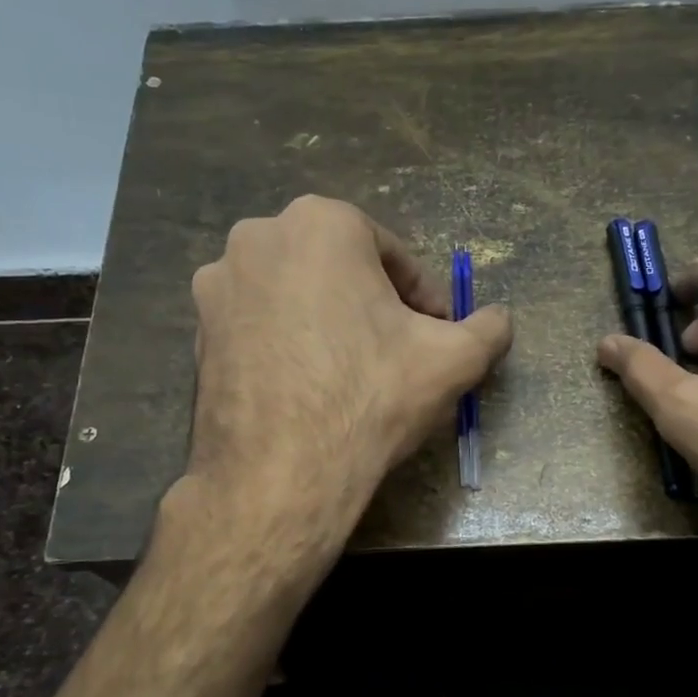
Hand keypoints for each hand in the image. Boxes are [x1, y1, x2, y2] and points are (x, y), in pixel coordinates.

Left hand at [185, 196, 512, 534]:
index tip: (437, 334)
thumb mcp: (453, 361)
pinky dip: (290, 344)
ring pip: (298, 296)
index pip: (393, 255)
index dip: (423, 298)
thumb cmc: (370, 398)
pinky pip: (262, 326)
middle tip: (398, 353)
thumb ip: (488, 329)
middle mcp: (259, 237)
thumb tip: (500, 319)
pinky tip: (310, 388)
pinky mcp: (197, 331)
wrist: (280, 473)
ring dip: (331, 323)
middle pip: (340, 270)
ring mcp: (218, 284)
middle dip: (374, 305)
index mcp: (321, 223)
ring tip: (353, 374)